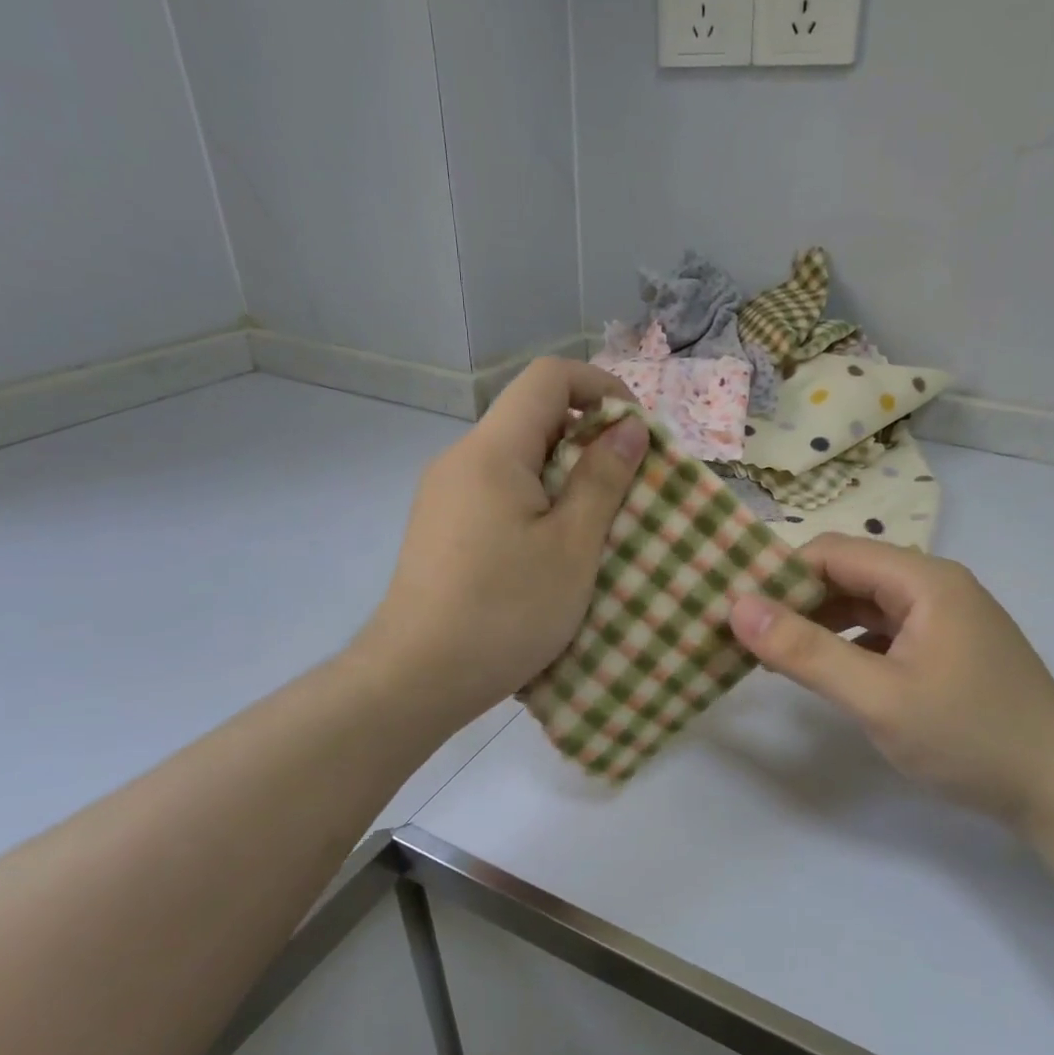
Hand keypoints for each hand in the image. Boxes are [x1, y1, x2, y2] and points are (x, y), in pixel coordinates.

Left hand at [362, 359, 647, 730]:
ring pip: (517, 459)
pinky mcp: (441, 527)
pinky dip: (537, 502)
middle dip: (589, 438)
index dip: (601, 388)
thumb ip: (603, 478)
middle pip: (533, 417)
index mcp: (492, 450)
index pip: (548, 377)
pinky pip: (498, 491)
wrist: (417, 676)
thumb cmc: (506, 610)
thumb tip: (629, 425)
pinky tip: (553, 550)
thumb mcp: (572, 546)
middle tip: (629, 487)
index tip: (636, 431)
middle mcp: (461, 458)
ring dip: (565, 476)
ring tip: (598, 525)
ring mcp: (445, 494)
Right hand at [729, 535, 1053, 828]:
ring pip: (862, 605)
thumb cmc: (969, 737)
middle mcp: (932, 586)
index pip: (832, 552)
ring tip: (770, 654)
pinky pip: (882, 632)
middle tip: (744, 636)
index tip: (736, 609)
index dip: (780, 574)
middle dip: (794, 601)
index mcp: (923, 580)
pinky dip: (846, 645)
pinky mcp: (943, 649)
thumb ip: (806, 652)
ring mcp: (941, 618)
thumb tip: (737, 607)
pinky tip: (821, 671)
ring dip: (817, 624)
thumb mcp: (878, 697)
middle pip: (847, 575)